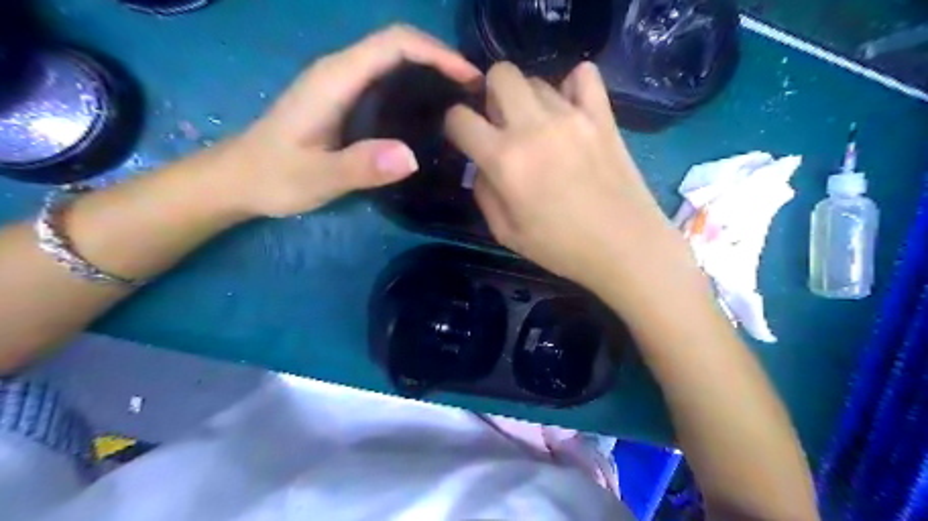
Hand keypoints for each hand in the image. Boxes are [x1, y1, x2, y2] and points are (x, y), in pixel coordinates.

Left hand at [218, 25, 477, 216]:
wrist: (239, 178)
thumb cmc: (274, 176)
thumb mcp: (317, 177)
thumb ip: (359, 167)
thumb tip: (411, 157)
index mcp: (336, 79)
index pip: (394, 44)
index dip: (436, 53)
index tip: (469, 78)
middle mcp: (340, 71)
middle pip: (398, 44)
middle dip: (441, 59)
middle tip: (474, 93)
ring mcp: (341, 83)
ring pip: (394, 60)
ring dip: (432, 70)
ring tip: (462, 100)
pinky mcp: (343, 99)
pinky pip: (387, 79)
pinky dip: (416, 85)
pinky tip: (430, 111)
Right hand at [442, 60, 696, 313]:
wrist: (625, 246)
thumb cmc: (561, 248)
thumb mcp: (506, 233)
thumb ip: (484, 193)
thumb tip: (482, 166)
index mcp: (505, 160)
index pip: (460, 119)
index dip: (455, 126)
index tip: (465, 138)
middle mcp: (533, 128)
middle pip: (499, 75)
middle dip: (490, 95)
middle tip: (501, 125)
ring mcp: (571, 116)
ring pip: (536, 79)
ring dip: (527, 100)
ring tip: (539, 128)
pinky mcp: (602, 115)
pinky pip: (584, 75)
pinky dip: (571, 86)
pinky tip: (571, 110)